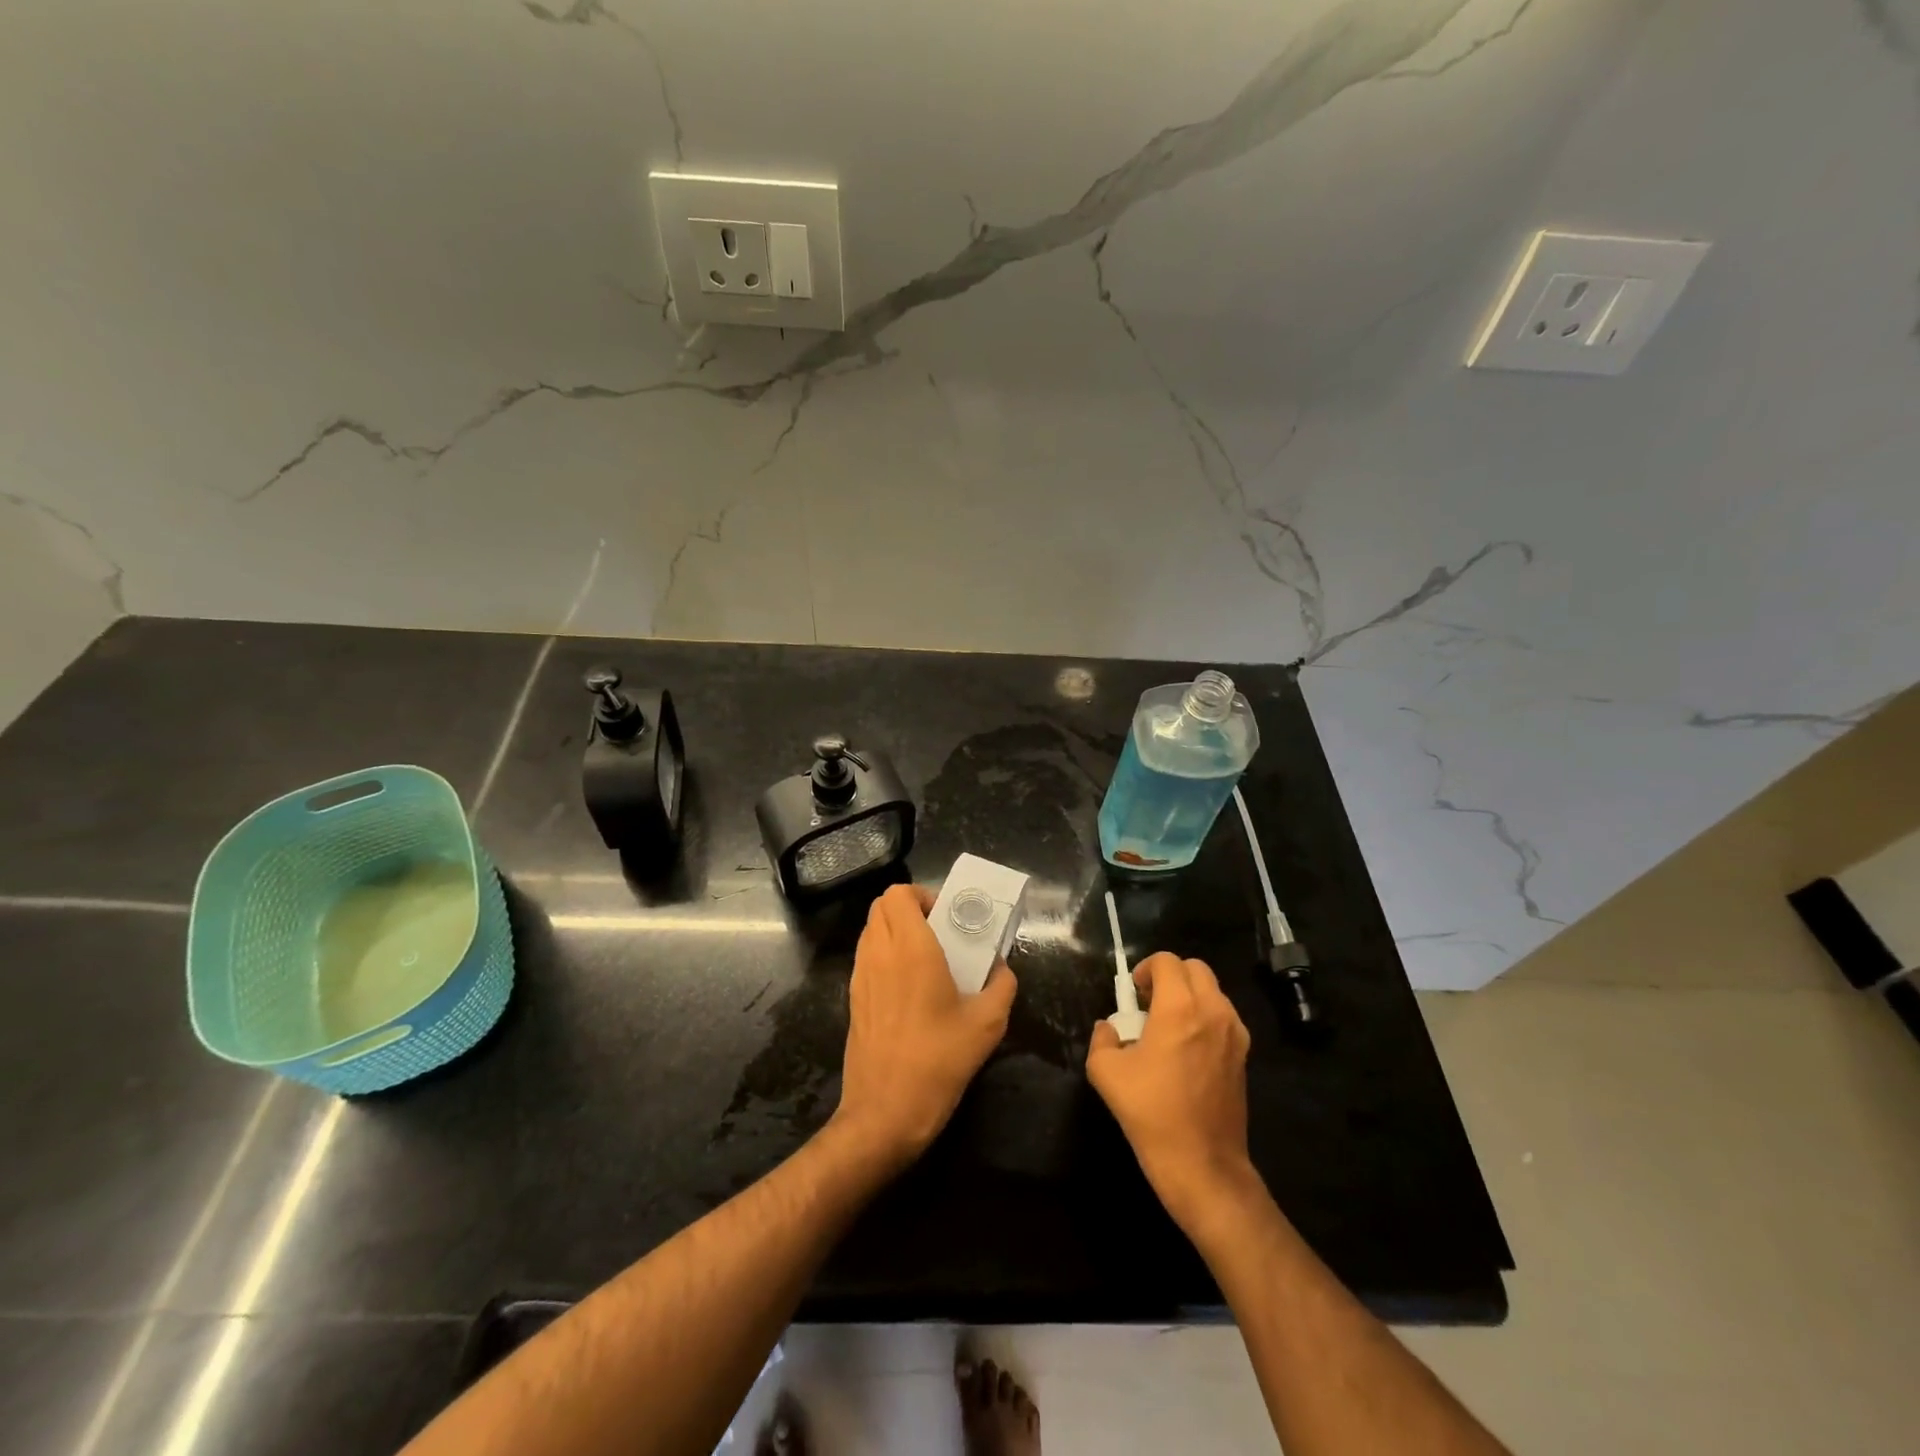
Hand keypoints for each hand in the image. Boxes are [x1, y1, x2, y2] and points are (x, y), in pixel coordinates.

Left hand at [834, 883, 1016, 1169]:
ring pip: (871, 930)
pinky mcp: (852, 999)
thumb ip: (1002, 986)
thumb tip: (1002, 969)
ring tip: (926, 957)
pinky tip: (910, 987)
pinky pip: (866, 956)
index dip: (922, 895)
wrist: (885, 1112)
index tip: (946, 917)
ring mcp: (860, 976)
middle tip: (938, 931)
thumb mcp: (987, 1024)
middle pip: (881, 905)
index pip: (898, 893)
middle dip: (909, 908)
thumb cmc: (938, 1061)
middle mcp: (879, 953)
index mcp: (910, 948)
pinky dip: (884, 954)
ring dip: (895, 930)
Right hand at [1086, 953, 1260, 1239]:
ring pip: (1212, 991)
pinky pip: (1223, 1017)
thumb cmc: (1151, 1113)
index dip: (1145, 970)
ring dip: (1189, 995)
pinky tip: (1187, 1050)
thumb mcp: (1105, 1072)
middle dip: (1170, 976)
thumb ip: (1103, 1038)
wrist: (1202, 1165)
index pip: (1167, 961)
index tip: (1133, 995)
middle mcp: (1213, 1011)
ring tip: (1167, 1027)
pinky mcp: (1244, 1055)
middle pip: (1195, 968)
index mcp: (1179, 1008)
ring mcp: (1234, 1033)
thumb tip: (1110, 1029)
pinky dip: (1205, 1017)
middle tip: (1149, 1004)